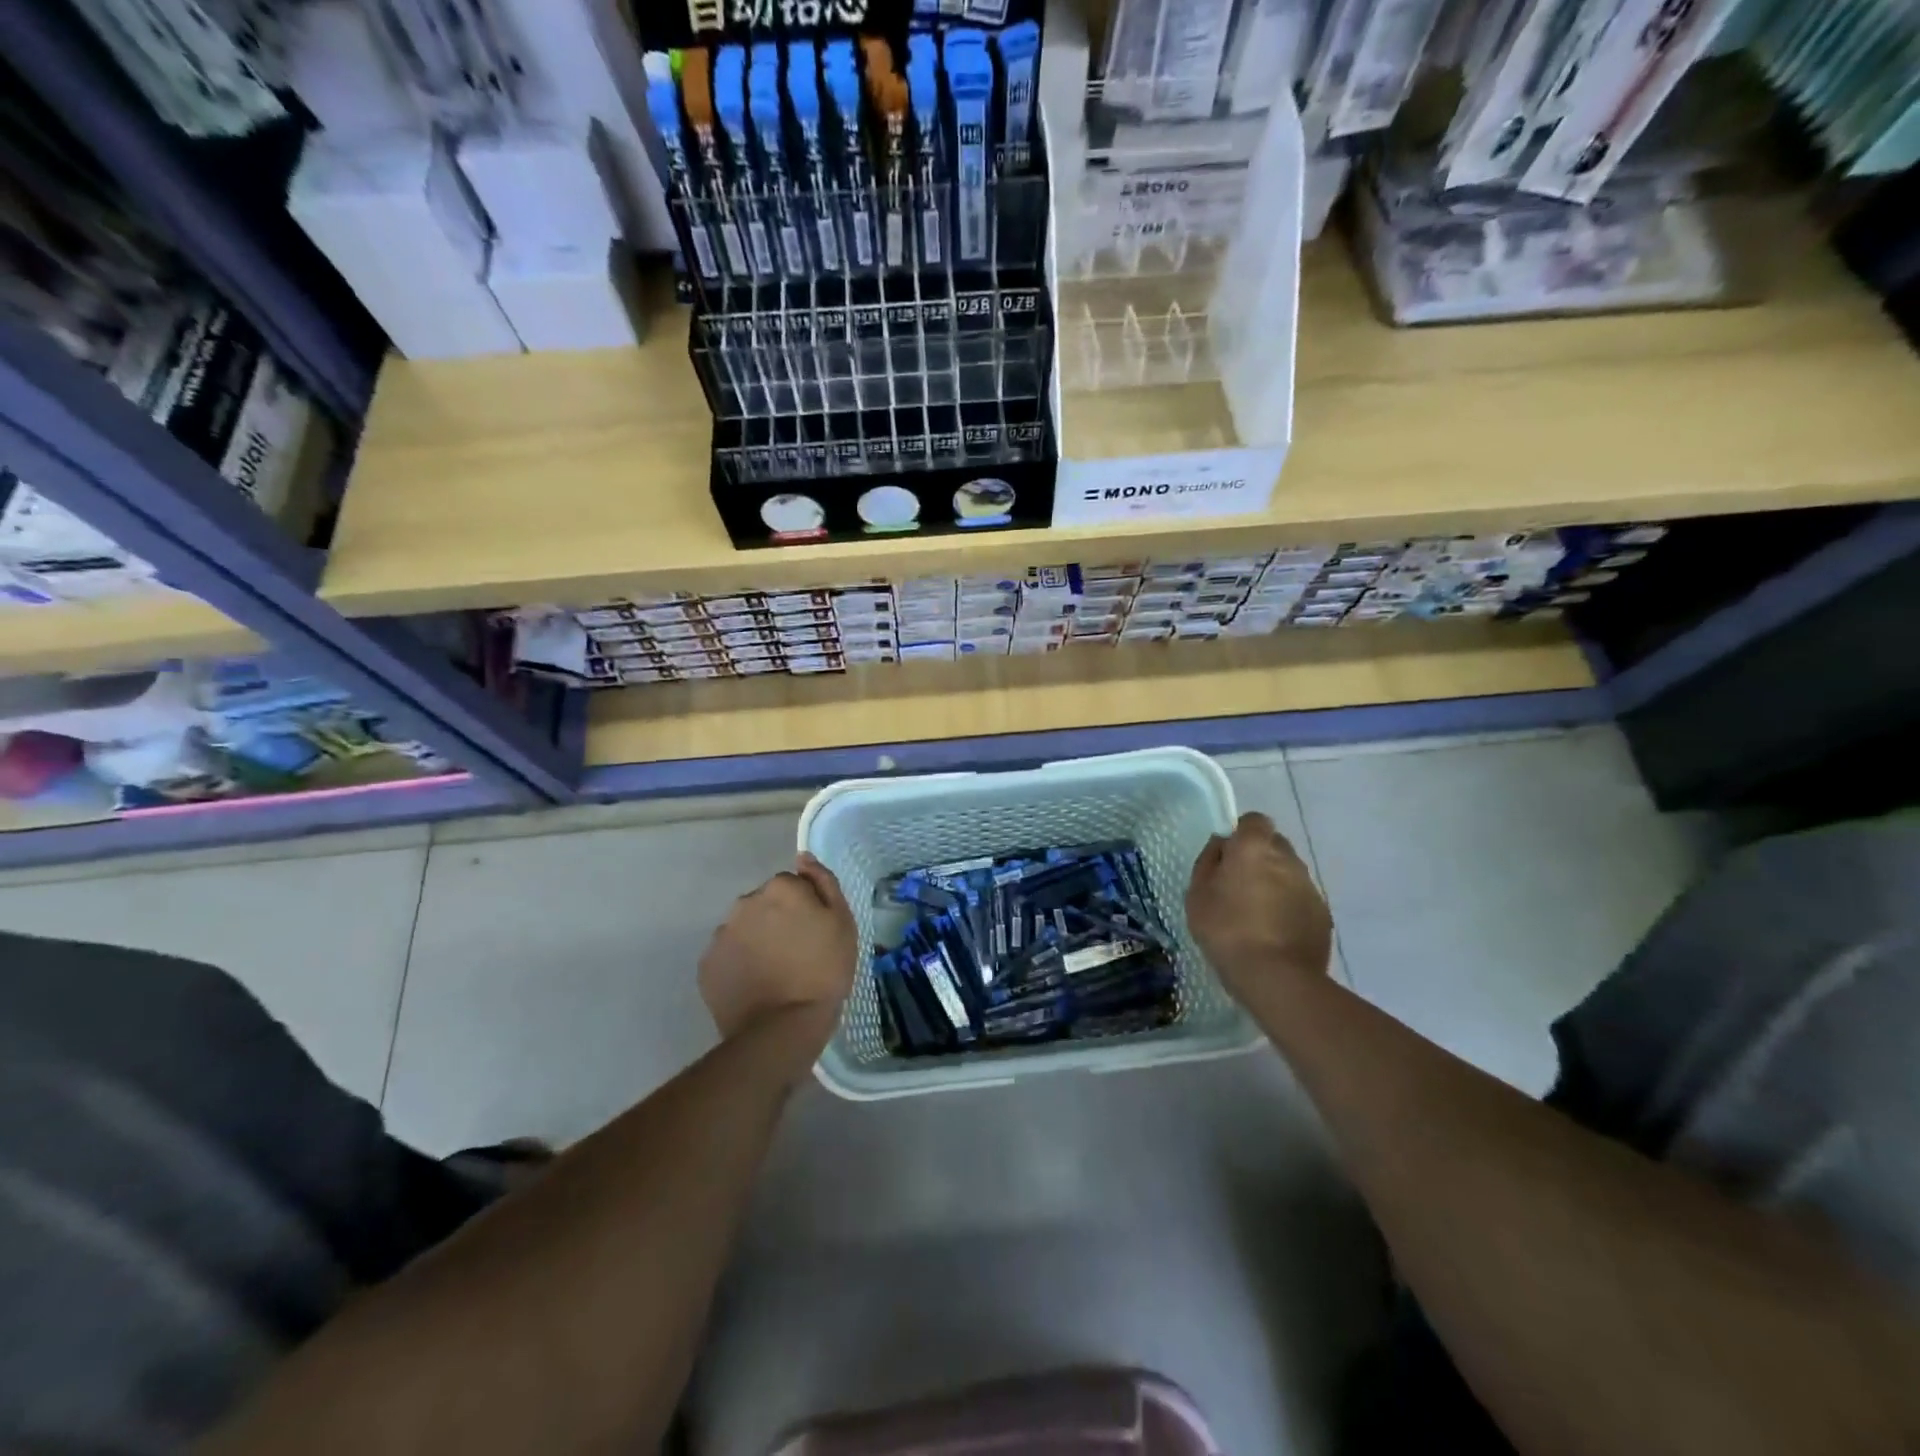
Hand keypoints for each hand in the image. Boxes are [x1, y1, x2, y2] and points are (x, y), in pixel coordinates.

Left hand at [699, 853, 857, 1045]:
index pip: (792, 885)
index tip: (815, 933)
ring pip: (744, 929)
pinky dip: (739, 965)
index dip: (805, 907)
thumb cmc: (824, 970)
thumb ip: (823, 882)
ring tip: (775, 973)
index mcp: (780, 888)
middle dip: (777, 921)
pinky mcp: (707, 965)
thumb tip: (803, 857)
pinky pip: (728, 956)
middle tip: (797, 954)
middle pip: (764, 904)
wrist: (784, 1027)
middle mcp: (745, 902)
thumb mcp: (842, 922)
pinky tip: (756, 986)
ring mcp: (722, 934)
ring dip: (757, 941)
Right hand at [1186, 812, 1333, 1001]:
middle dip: (1258, 858)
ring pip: (1289, 873)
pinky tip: (1274, 934)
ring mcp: (1309, 886)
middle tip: (1238, 886)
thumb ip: (1208, 862)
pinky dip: (1289, 908)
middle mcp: (1287, 858)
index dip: (1241, 834)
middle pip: (1274, 845)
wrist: (1276, 977)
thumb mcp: (1197, 895)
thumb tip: (1221, 846)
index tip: (1228, 856)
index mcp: (1254, 847)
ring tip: (1256, 915)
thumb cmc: (1226, 930)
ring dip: (1275, 884)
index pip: (1254, 820)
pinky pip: (1301, 900)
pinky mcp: (1323, 914)